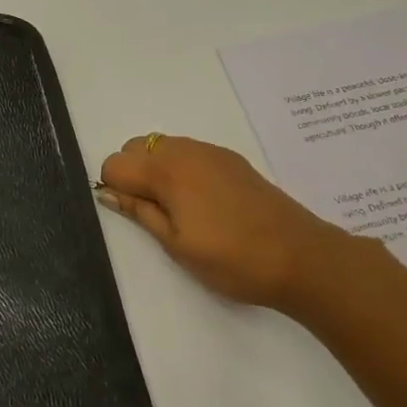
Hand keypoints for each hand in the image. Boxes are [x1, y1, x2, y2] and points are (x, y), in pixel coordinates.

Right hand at [97, 134, 357, 315]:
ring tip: (177, 210)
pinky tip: (202, 203)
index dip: (114, 188)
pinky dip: (180, 169)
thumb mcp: (176, 244)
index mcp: (167, 171)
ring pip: (163, 147)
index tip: (132, 215)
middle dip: (132, 174)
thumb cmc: (231, 259)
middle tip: (152, 214)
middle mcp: (186, 150)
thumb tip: (105, 192)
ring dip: (156, 170)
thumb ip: (138, 212)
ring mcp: (212, 152)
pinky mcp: (232, 160)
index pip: (115, 163)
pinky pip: (189, 152)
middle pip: (137, 147)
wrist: (301, 257)